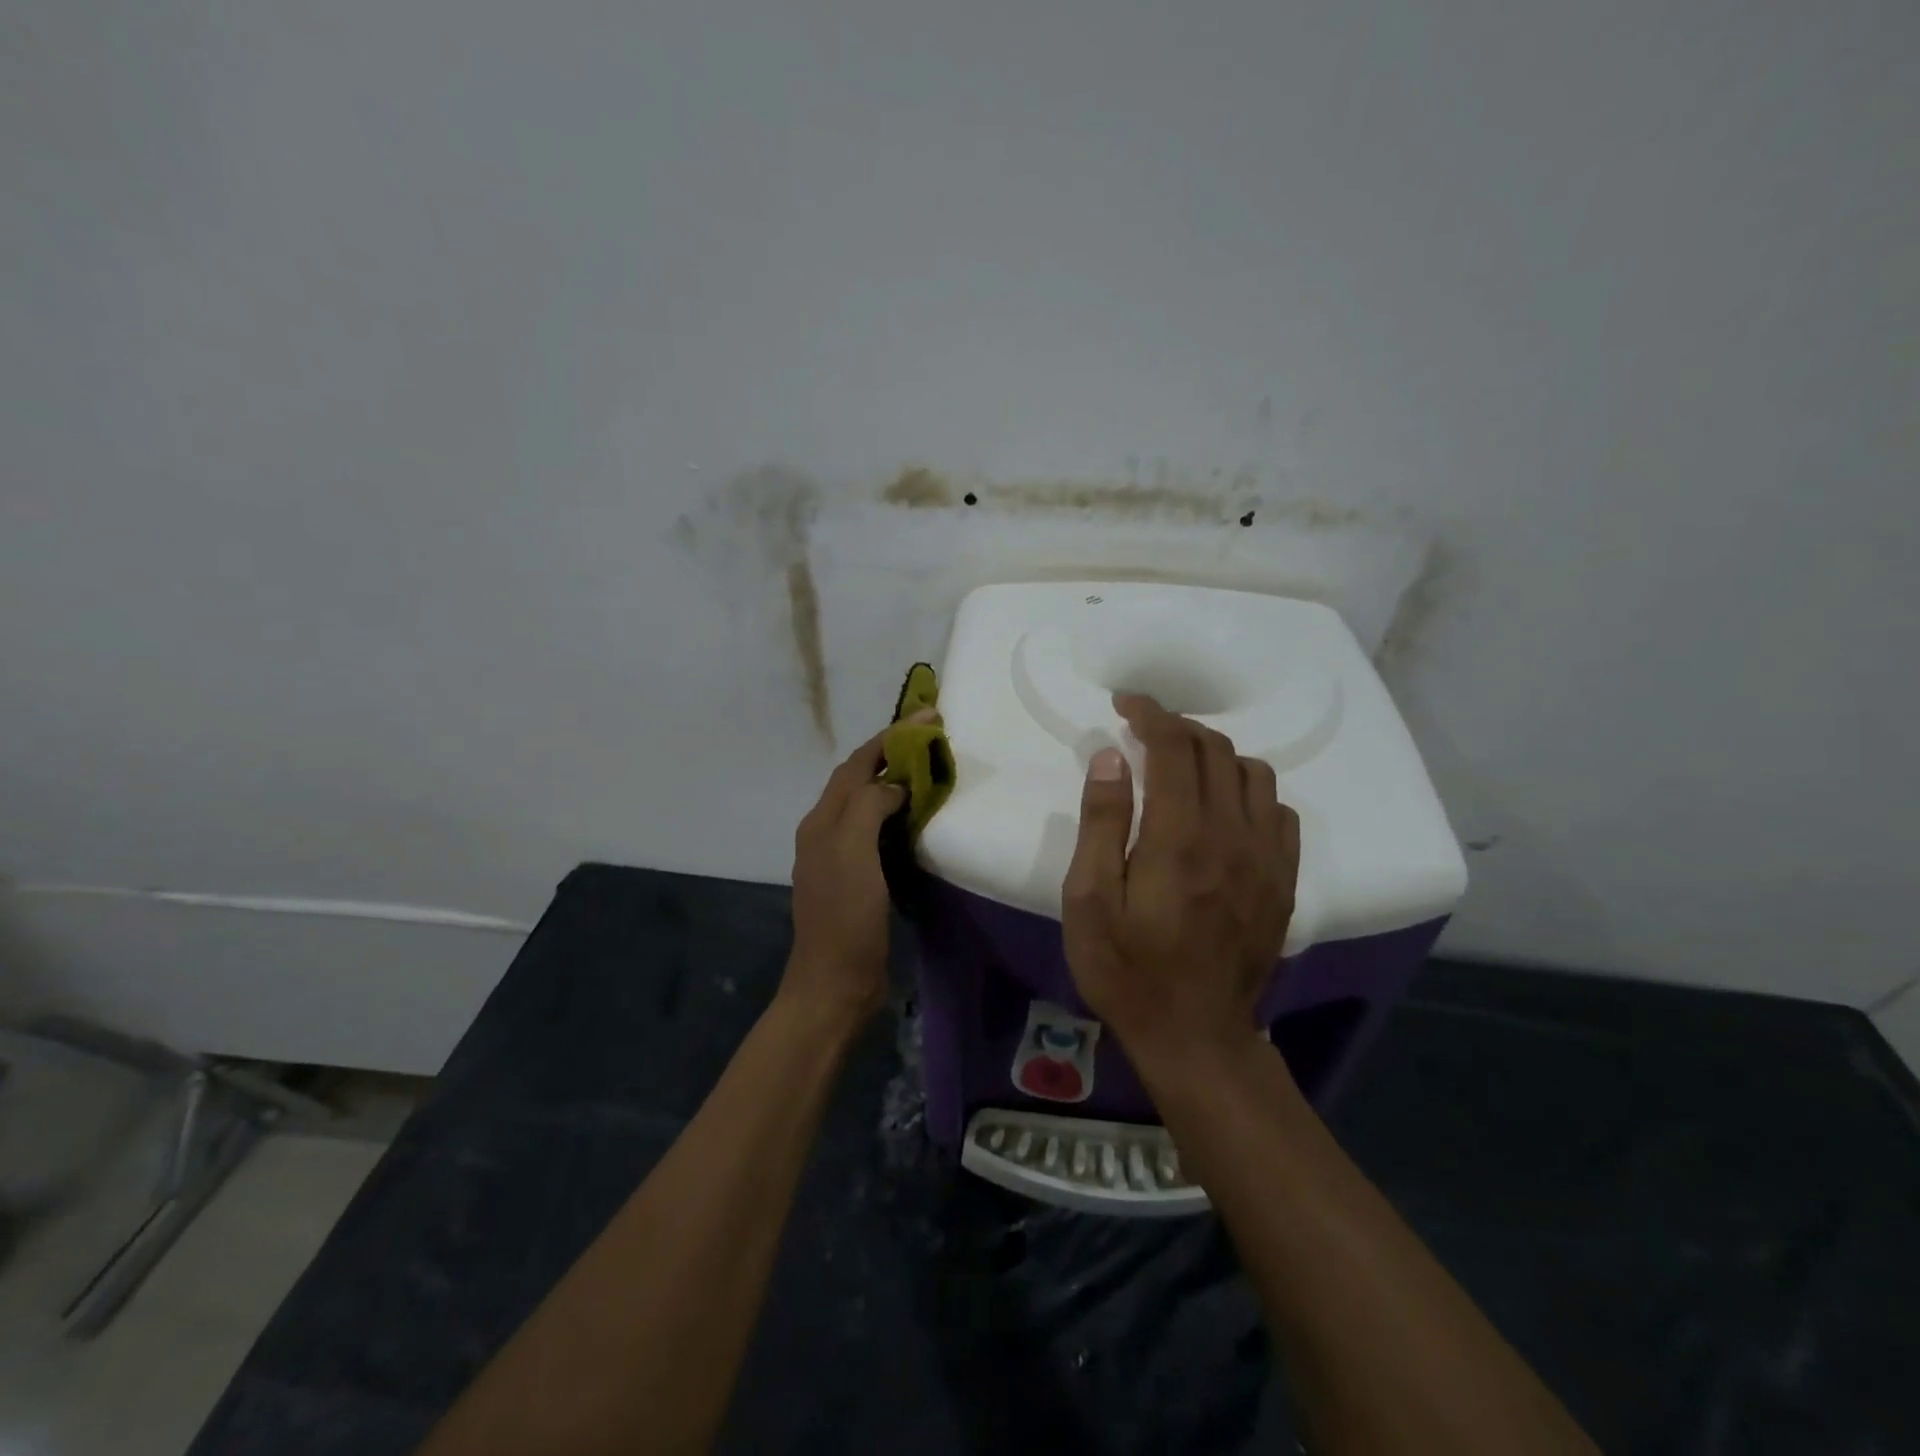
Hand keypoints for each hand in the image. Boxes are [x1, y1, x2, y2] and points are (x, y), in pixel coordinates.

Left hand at [783, 726, 907, 1025]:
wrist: (835, 983)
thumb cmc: (845, 916)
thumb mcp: (853, 853)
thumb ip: (869, 806)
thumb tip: (894, 785)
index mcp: (822, 820)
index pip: (857, 764)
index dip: (890, 737)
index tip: (928, 716)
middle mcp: (827, 831)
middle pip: (859, 779)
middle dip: (893, 753)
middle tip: (933, 739)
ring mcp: (841, 857)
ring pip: (869, 805)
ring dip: (896, 782)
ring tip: (930, 769)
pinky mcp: (858, 879)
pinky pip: (878, 832)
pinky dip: (899, 815)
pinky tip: (920, 818)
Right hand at [1061, 694, 1300, 1072]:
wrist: (1195, 1035)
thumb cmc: (1127, 969)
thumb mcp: (1088, 901)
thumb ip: (1101, 823)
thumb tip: (1113, 758)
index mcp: (1180, 837)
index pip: (1175, 747)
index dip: (1151, 714)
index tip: (1126, 705)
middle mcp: (1232, 835)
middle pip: (1216, 751)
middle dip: (1178, 727)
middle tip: (1145, 731)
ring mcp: (1266, 858)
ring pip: (1253, 774)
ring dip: (1215, 755)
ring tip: (1183, 766)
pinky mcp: (1284, 880)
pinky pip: (1279, 811)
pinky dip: (1249, 791)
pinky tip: (1224, 808)